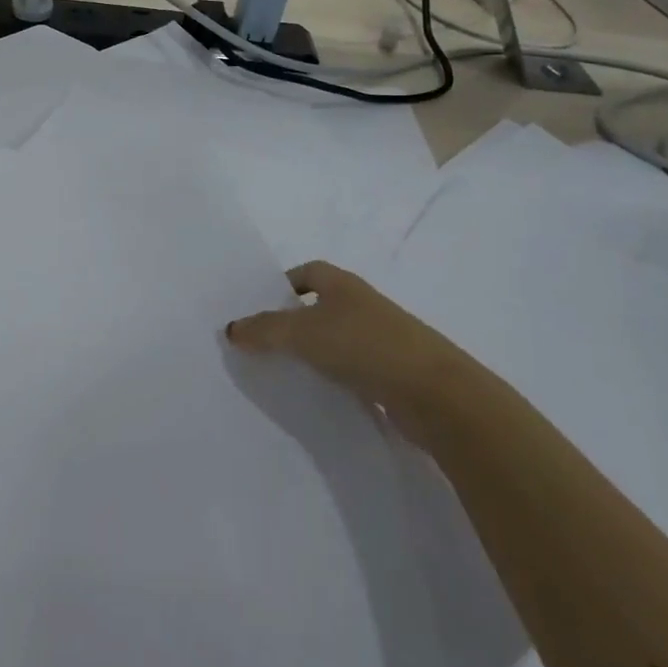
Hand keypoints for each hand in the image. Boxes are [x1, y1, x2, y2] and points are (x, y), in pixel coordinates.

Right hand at [225, 261, 478, 431]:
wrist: (436, 395)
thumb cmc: (365, 346)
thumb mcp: (303, 334)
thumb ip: (264, 330)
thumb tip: (231, 329)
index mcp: (343, 285)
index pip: (308, 271)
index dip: (283, 284)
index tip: (259, 308)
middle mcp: (363, 306)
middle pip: (320, 306)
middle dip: (291, 321)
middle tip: (260, 342)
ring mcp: (381, 340)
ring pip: (335, 339)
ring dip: (311, 352)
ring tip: (282, 372)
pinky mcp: (391, 374)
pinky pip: (351, 369)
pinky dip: (332, 378)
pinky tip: (316, 394)